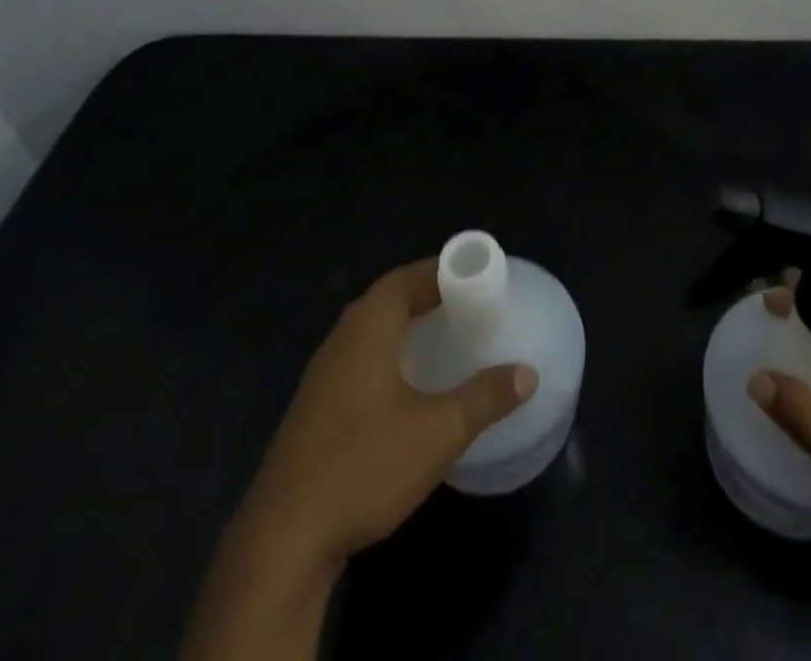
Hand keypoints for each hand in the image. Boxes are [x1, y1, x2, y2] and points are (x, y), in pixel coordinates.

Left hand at [181, 258, 534, 660]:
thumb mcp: (438, 432)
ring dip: (407, 323)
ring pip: (371, 329)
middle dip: (429, 292)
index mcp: (368, 327)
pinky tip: (408, 383)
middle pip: (389, 297)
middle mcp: (342, 338)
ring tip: (446, 333)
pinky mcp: (316, 408)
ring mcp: (323, 374)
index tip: (479, 274)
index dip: (445, 270)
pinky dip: (391, 352)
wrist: (282, 541)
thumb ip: (485, 397)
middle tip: (470, 300)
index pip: (409, 277)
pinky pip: (361, 358)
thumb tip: (528, 373)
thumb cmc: (364, 467)